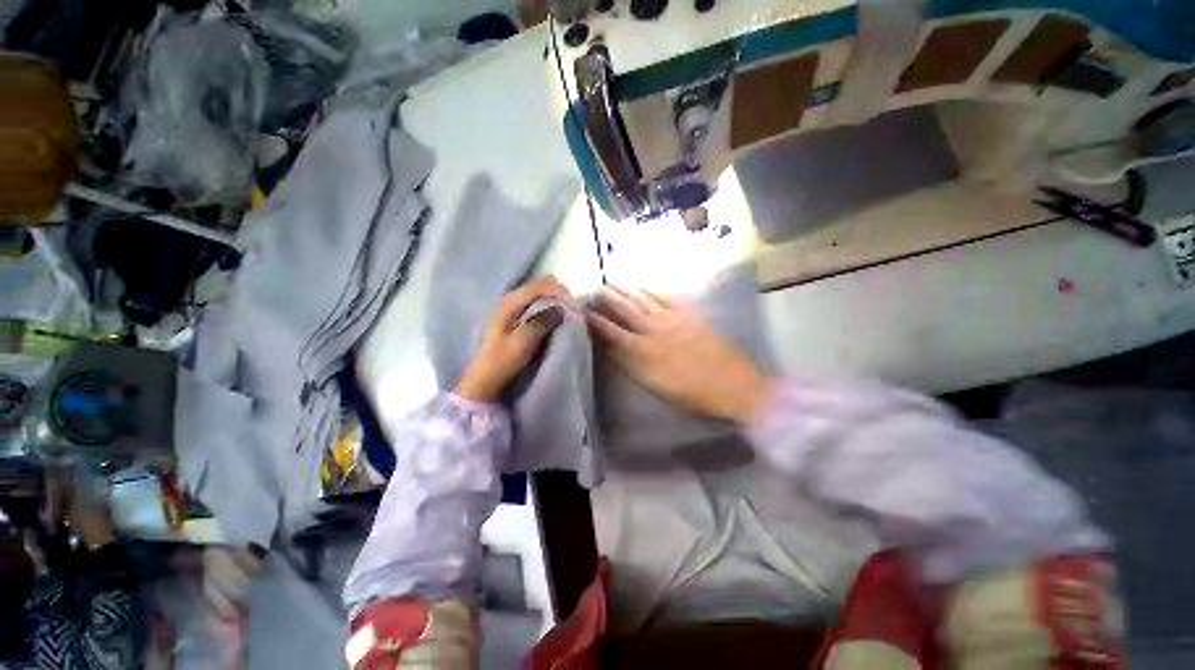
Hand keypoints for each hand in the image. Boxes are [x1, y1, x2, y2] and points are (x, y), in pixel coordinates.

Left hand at [455, 276, 573, 401]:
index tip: (574, 305)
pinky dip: (548, 305)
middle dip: (558, 293)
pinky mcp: (514, 316)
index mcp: (510, 302)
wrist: (485, 378)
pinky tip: (555, 316)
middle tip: (572, 308)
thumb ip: (543, 321)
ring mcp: (511, 306)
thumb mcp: (524, 341)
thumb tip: (562, 308)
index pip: (540, 285)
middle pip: (539, 284)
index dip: (559, 291)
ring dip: (554, 298)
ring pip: (538, 292)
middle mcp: (509, 298)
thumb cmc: (503, 360)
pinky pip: (536, 302)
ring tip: (566, 312)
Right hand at [586, 287, 766, 423]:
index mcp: (643, 355)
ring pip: (642, 302)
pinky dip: (652, 291)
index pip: (613, 335)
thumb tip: (615, 350)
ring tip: (612, 282)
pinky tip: (643, 286)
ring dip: (625, 291)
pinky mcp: (688, 315)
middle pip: (625, 313)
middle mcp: (653, 334)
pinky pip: (666, 298)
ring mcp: (671, 321)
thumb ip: (634, 366)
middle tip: (594, 290)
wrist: (732, 383)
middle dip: (608, 301)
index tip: (585, 314)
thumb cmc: (693, 394)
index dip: (597, 324)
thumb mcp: (657, 387)